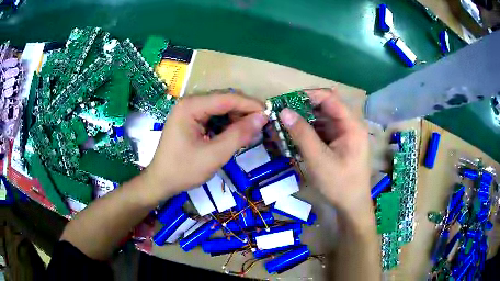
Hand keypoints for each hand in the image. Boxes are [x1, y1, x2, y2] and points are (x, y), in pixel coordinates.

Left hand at [142, 91, 266, 203]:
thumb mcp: (214, 155)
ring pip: (220, 108)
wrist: (160, 182)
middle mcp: (190, 103)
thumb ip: (238, 135)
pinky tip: (235, 134)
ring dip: (237, 118)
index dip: (250, 105)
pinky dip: (227, 124)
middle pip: (224, 101)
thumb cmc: (183, 170)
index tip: (269, 114)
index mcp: (191, 106)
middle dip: (244, 111)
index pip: (227, 99)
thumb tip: (262, 118)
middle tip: (262, 126)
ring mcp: (189, 111)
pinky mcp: (190, 120)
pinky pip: (214, 117)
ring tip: (251, 132)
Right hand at [278, 88, 370, 217]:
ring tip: (284, 124)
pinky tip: (295, 136)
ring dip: (304, 120)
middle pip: (326, 107)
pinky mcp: (339, 144)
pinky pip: (322, 131)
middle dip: (303, 108)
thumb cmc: (339, 184)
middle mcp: (349, 125)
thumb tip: (283, 111)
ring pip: (322, 119)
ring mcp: (344, 135)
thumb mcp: (318, 159)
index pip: (330, 98)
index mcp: (351, 125)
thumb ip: (302, 134)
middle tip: (282, 113)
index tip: (287, 100)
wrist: (351, 206)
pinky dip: (309, 132)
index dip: (308, 95)